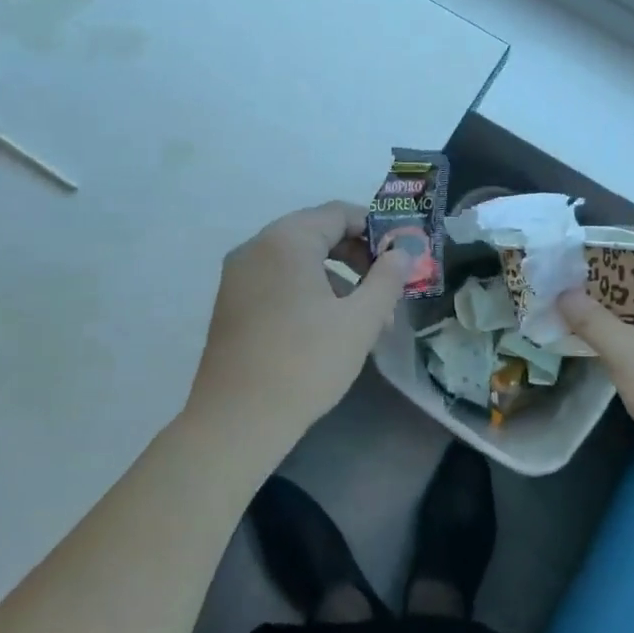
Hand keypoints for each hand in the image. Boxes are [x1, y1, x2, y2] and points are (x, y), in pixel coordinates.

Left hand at [184, 201, 413, 460]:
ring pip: (298, 262)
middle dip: (358, 259)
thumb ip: (387, 279)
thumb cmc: (306, 362)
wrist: (238, 419)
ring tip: (366, 320)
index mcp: (286, 240)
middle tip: (386, 290)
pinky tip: (329, 329)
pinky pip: (278, 282)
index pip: (338, 213)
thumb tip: (402, 252)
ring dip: (337, 280)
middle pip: (317, 234)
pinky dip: (308, 293)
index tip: (401, 257)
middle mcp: (256, 247)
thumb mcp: (360, 320)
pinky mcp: (231, 303)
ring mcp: (238, 276)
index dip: (376, 230)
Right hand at [559, 231, 633, 489]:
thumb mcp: (627, 352)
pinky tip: (604, 339)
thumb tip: (563, 294)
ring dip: (620, 302)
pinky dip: (632, 326)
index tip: (587, 249)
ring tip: (581, 306)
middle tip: (576, 279)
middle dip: (615, 272)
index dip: (625, 238)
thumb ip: (591, 319)